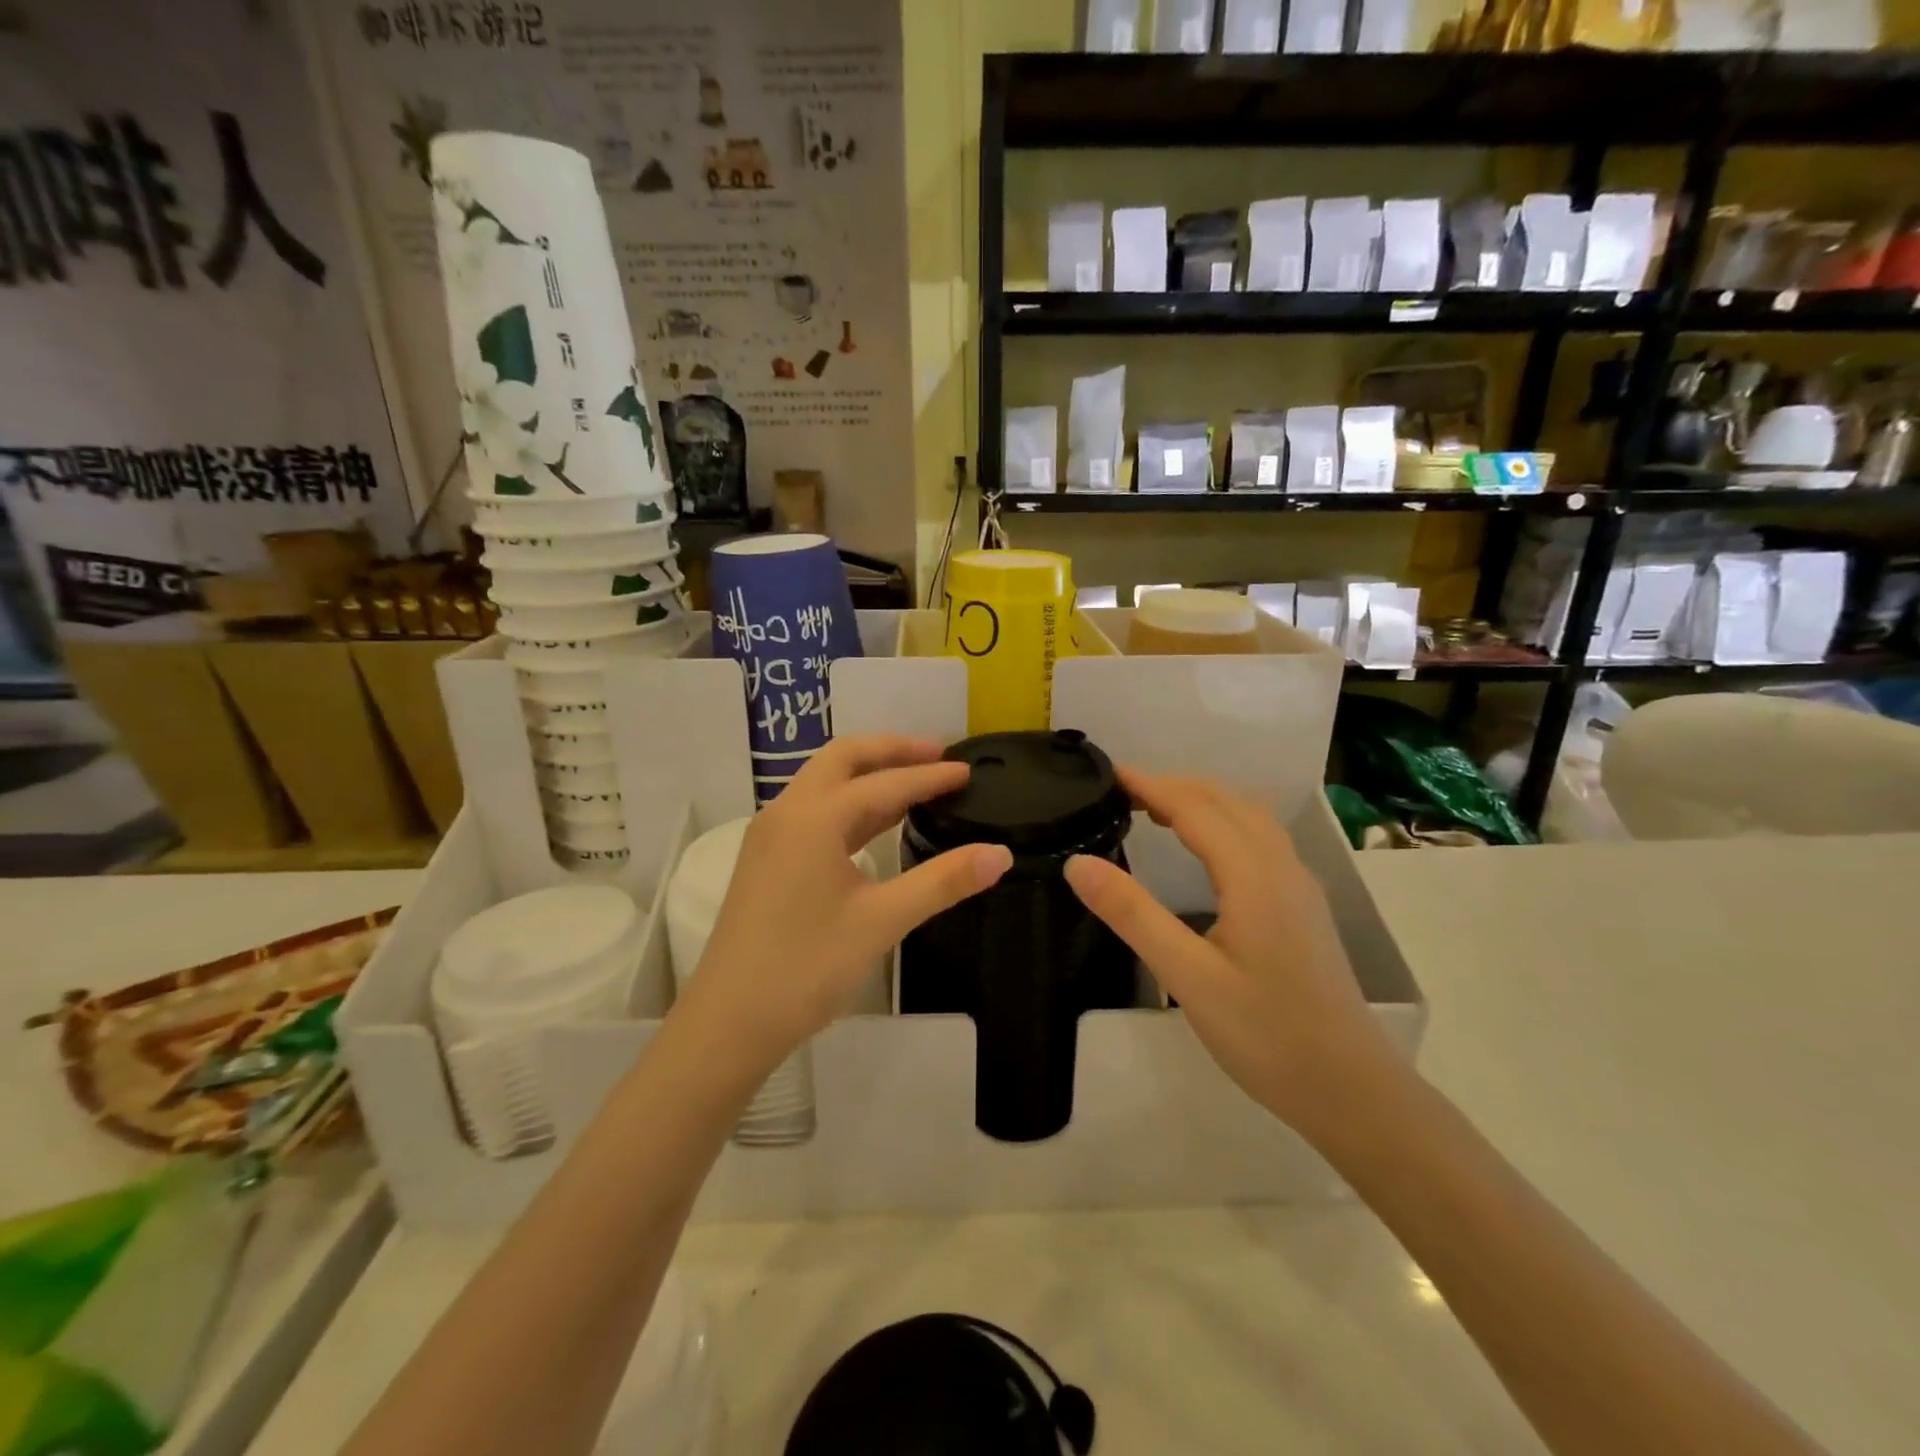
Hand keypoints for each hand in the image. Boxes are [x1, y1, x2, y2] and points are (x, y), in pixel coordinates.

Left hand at [672, 735, 1012, 1074]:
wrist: (729, 1022)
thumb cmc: (806, 967)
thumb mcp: (882, 921)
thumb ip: (943, 881)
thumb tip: (1000, 853)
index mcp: (814, 817)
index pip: (885, 784)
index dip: (931, 777)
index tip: (968, 771)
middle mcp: (788, 812)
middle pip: (844, 759)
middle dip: (892, 751)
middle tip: (938, 755)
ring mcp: (771, 835)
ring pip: (825, 783)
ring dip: (869, 774)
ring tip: (915, 781)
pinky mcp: (767, 859)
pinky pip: (814, 810)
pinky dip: (851, 803)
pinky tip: (877, 823)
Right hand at [1063, 770, 1397, 1133]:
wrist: (1351, 1090)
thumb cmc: (1266, 1035)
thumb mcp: (1187, 977)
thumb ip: (1132, 914)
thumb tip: (1077, 862)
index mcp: (1254, 875)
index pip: (1195, 807)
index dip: (1150, 784)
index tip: (1108, 773)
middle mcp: (1282, 867)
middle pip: (1227, 800)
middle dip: (1174, 786)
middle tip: (1123, 792)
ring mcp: (1299, 886)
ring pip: (1249, 817)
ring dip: (1202, 801)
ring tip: (1156, 811)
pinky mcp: (1303, 906)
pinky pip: (1260, 839)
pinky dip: (1223, 822)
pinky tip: (1205, 851)